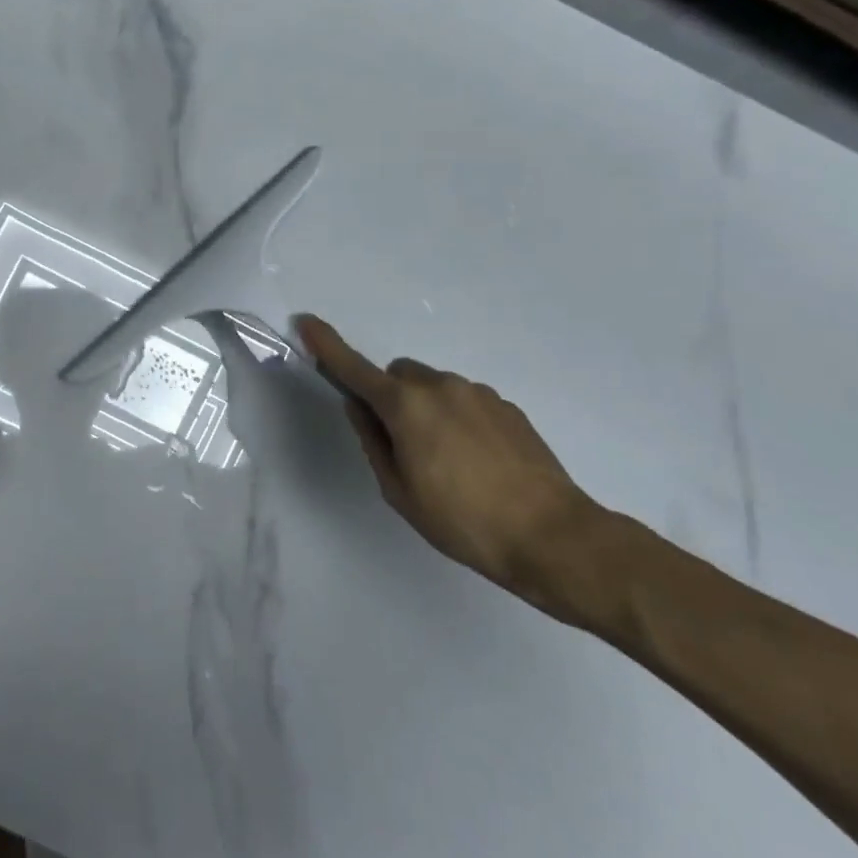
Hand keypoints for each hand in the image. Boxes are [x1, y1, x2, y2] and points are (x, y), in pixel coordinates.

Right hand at [296, 315, 597, 596]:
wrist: (552, 536)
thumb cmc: (462, 521)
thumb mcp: (399, 490)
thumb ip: (373, 441)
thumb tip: (360, 407)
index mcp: (406, 406)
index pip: (355, 368)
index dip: (327, 345)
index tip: (306, 321)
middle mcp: (441, 386)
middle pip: (398, 375)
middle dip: (390, 398)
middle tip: (402, 445)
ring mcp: (479, 393)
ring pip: (434, 388)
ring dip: (426, 410)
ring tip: (448, 463)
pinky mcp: (507, 407)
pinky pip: (466, 402)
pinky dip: (457, 420)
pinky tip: (477, 464)